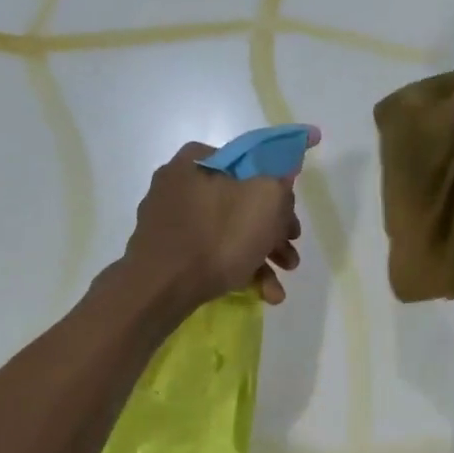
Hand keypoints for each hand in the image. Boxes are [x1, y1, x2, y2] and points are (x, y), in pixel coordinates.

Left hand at [121, 134, 315, 311]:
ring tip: (277, 289)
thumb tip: (282, 179)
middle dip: (273, 235)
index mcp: (199, 159)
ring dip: (260, 258)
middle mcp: (180, 183)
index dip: (280, 192)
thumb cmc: (218, 236)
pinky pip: (209, 252)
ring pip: (228, 232)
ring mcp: (170, 219)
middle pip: (242, 204)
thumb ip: (281, 182)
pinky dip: (236, 269)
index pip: (252, 165)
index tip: (292, 222)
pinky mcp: (166, 250)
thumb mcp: (267, 199)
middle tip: (289, 257)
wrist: (161, 288)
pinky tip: (260, 293)